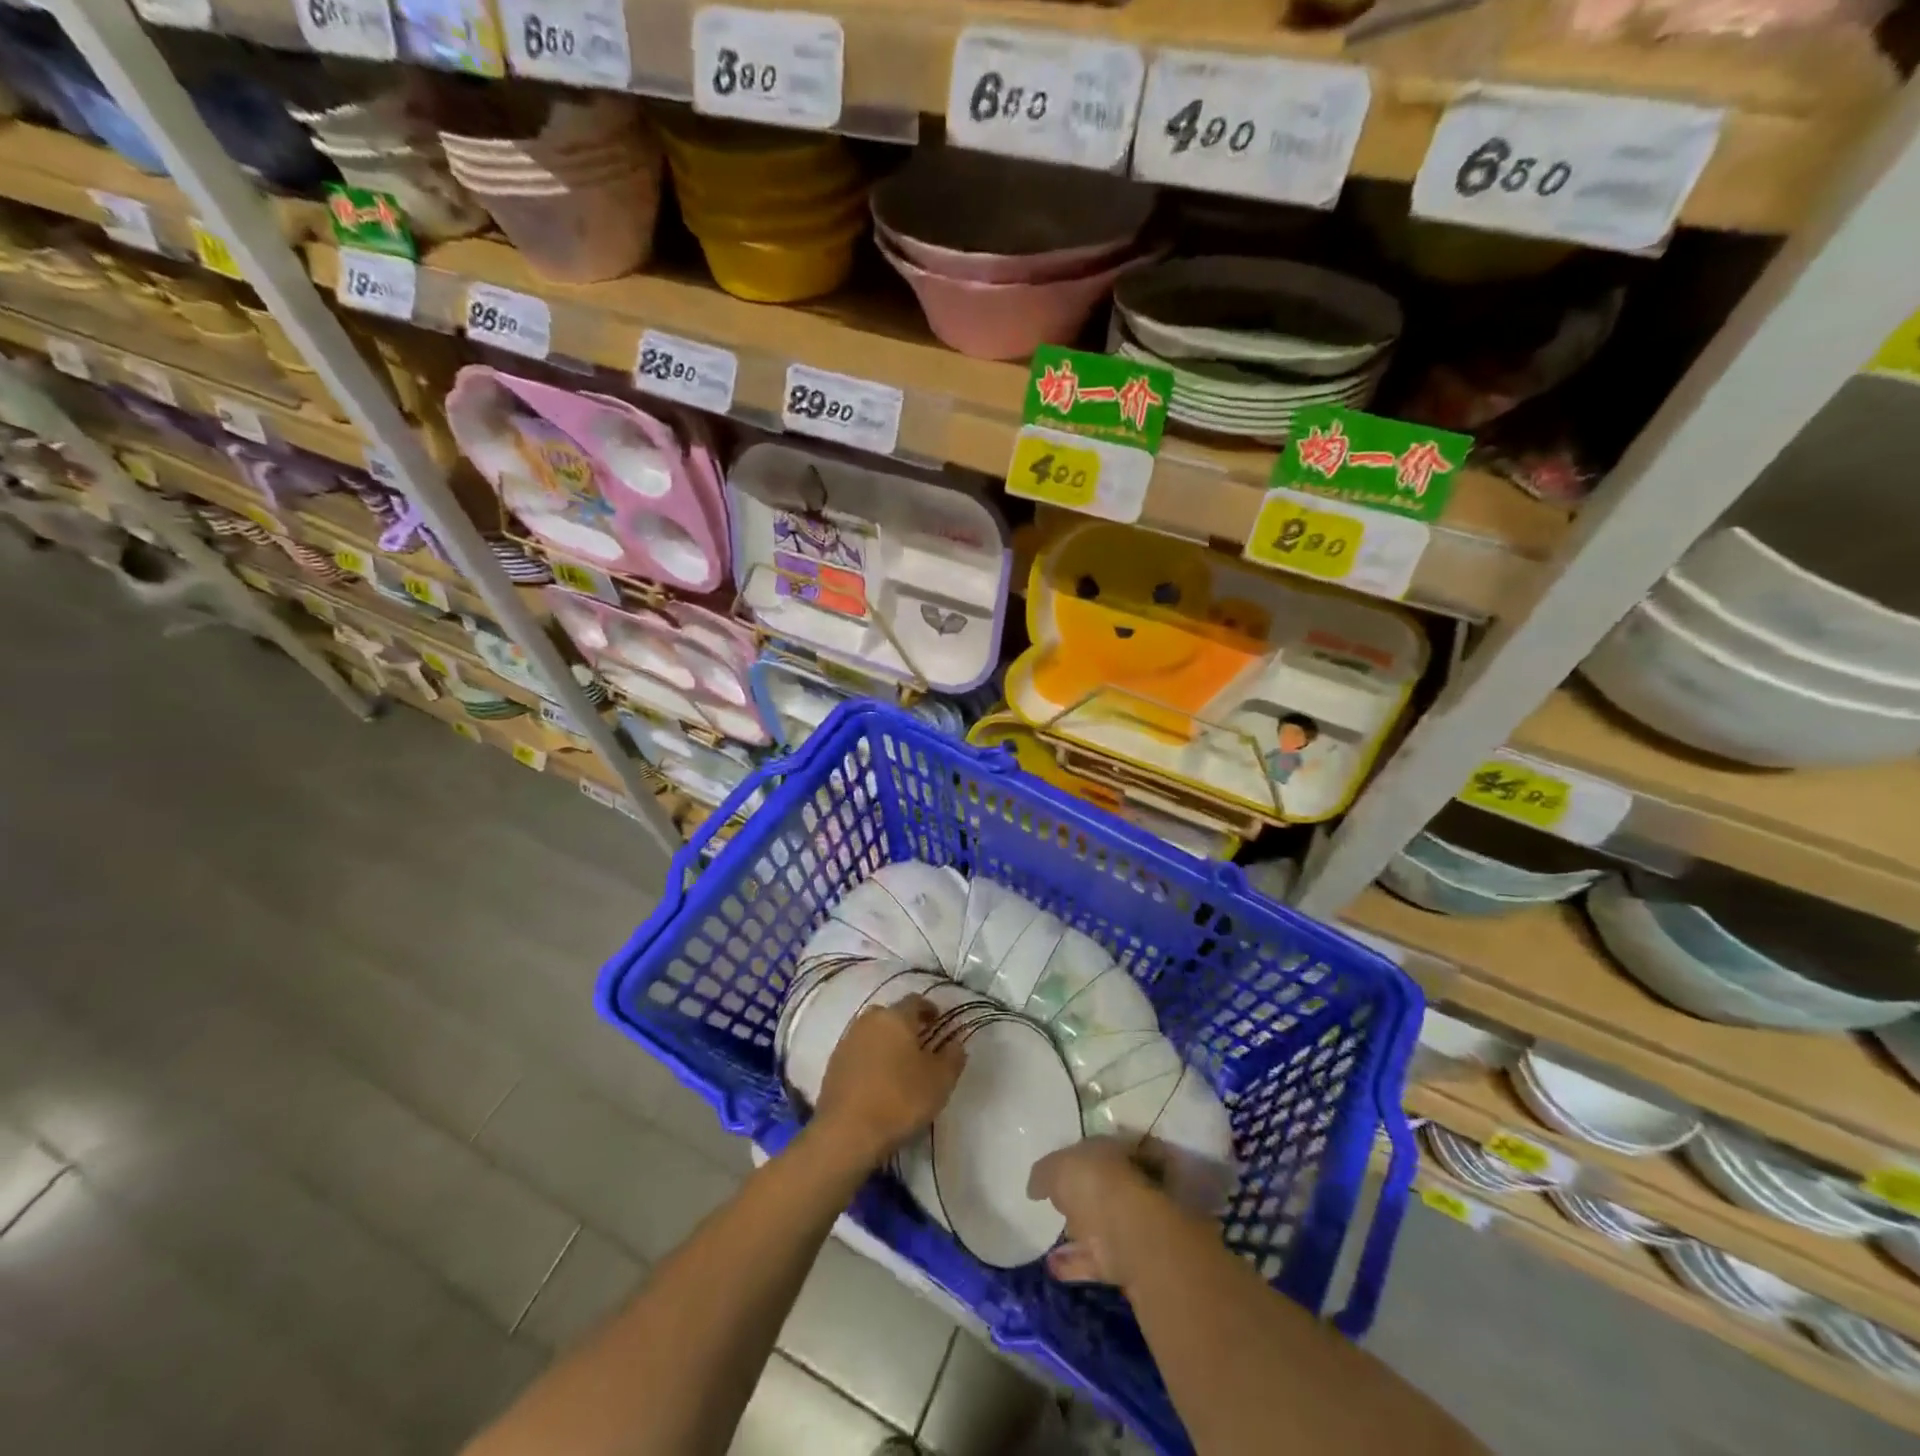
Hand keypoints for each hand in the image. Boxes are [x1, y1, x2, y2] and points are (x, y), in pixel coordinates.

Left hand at [813, 996, 965, 1167]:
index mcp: (896, 1017)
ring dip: (884, 1042)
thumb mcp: (940, 1081)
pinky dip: (869, 1059)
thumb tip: (956, 1043)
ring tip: (897, 1065)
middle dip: (904, 1025)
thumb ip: (953, 1057)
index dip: (929, 1009)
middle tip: (918, 1044)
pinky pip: (857, 1052)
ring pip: (871, 1033)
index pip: (915, 1001)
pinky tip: (876, 1080)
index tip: (937, 1021)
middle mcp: (869, 1021)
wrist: (846, 1133)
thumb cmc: (900, 1100)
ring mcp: (847, 1041)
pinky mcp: (833, 1064)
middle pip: (890, 1015)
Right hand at [1028, 1137, 1172, 1286]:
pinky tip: (1050, 1265)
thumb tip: (1036, 1186)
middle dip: (1086, 1194)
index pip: (1105, 1147)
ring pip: (1102, 1224)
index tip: (1062, 1164)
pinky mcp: (1127, 1261)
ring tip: (1050, 1237)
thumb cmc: (1095, 1184)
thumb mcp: (1057, 1167)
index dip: (1084, 1154)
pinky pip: (1095, 1259)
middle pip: (1107, 1185)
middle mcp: (1132, 1184)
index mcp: (1121, 1150)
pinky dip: (1074, 1263)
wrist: (1131, 1237)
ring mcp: (1133, 1224)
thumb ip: (1044, 1174)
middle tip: (1059, 1201)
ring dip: (1079, 1232)